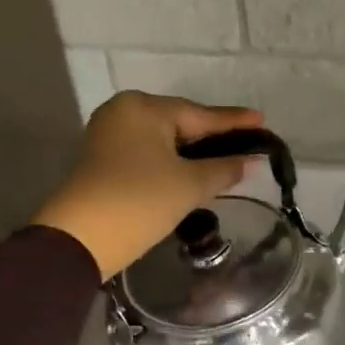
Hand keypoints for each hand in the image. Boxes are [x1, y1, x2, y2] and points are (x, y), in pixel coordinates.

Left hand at [32, 92, 263, 276]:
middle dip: (212, 138)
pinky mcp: (103, 164)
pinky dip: (171, 165)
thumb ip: (223, 169)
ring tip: (224, 162)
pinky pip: (147, 157)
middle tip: (246, 145)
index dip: (234, 122)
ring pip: (163, 143)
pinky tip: (191, 176)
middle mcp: (123, 113)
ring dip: (193, 154)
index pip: (200, 114)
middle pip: (179, 124)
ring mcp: (109, 138)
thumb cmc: (140, 201)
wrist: (82, 237)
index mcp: (144, 107)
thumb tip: (247, 161)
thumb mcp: (189, 185)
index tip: (263, 122)